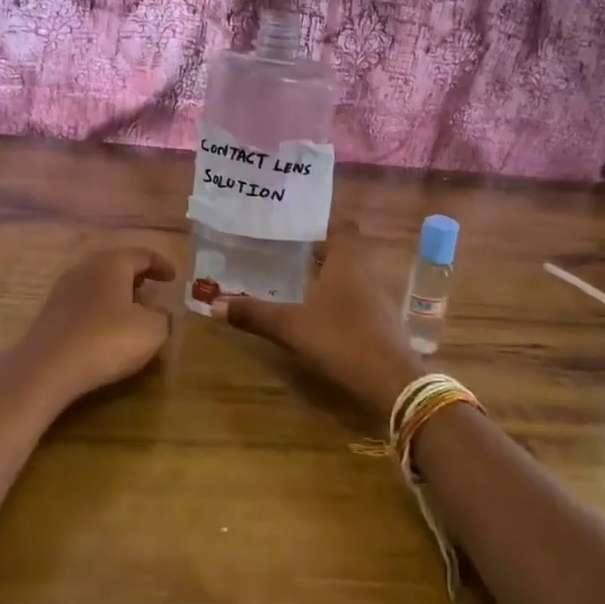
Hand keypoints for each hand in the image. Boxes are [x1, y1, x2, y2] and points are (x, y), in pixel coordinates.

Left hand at [2, 247, 176, 409]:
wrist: (47, 367)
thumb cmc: (108, 340)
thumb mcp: (152, 330)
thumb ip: (164, 317)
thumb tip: (160, 312)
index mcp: (113, 262)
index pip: (143, 255)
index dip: (162, 266)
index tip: (173, 278)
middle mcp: (87, 267)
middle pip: (117, 265)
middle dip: (137, 278)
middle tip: (152, 292)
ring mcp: (64, 288)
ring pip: (99, 284)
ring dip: (117, 295)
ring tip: (131, 313)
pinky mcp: (51, 312)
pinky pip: (84, 303)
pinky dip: (100, 310)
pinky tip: (106, 330)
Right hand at [223, 221, 419, 422]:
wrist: (391, 382)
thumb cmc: (342, 339)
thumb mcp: (292, 327)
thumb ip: (255, 314)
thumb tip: (214, 305)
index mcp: (347, 261)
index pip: (340, 225)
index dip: (321, 221)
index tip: (294, 222)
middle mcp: (366, 271)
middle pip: (344, 249)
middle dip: (318, 248)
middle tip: (286, 248)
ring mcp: (378, 297)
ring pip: (350, 274)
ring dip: (328, 273)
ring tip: (296, 277)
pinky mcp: (381, 321)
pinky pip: (357, 297)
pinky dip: (338, 297)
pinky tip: (317, 310)